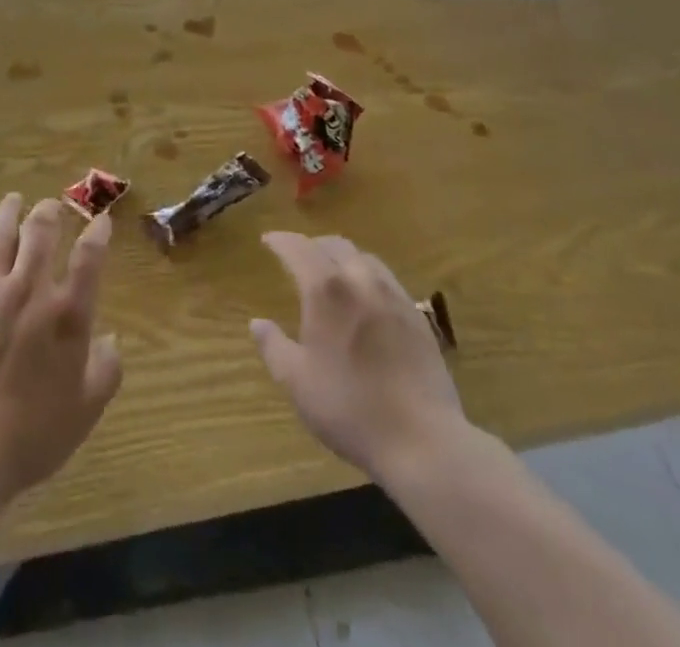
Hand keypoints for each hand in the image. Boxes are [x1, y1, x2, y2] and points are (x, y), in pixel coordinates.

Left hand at [0, 194, 122, 512]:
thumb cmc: (32, 436)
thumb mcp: (85, 411)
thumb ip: (105, 370)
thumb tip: (110, 340)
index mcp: (67, 315)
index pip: (89, 259)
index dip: (98, 234)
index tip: (101, 220)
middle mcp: (30, 291)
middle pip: (41, 235)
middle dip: (49, 213)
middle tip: (50, 205)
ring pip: (1, 239)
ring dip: (9, 215)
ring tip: (13, 200)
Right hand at [250, 232, 471, 481]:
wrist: (422, 439)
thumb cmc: (350, 408)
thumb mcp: (297, 382)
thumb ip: (273, 346)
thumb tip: (257, 322)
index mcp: (326, 289)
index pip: (298, 248)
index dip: (281, 240)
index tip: (268, 240)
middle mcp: (360, 279)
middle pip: (334, 245)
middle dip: (312, 245)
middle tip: (297, 257)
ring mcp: (393, 295)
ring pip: (363, 257)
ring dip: (341, 256)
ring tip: (331, 272)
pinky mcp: (417, 315)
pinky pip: (386, 279)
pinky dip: (366, 275)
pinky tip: (365, 298)